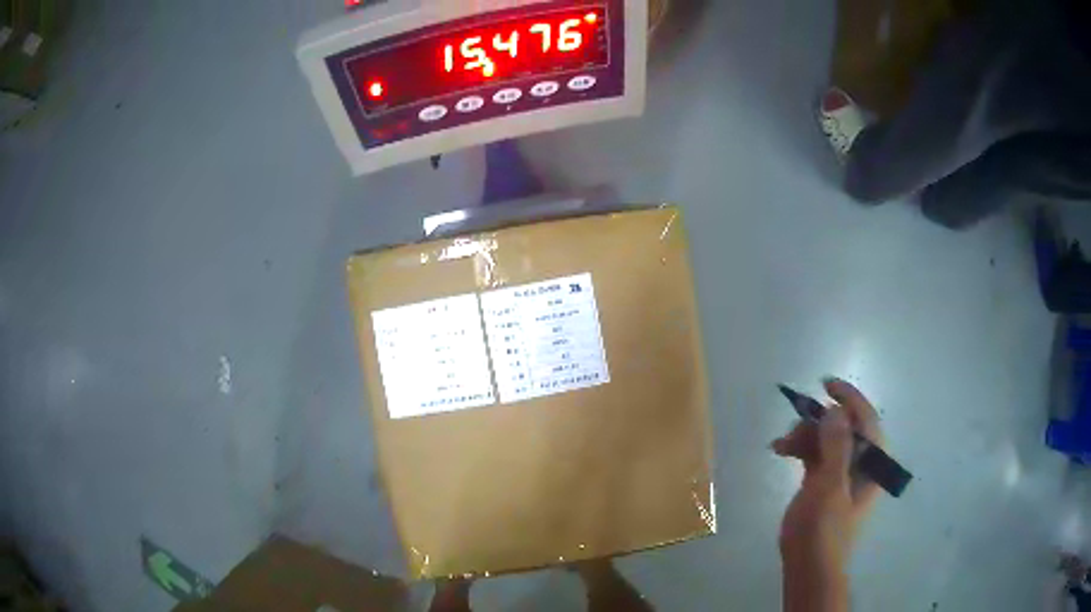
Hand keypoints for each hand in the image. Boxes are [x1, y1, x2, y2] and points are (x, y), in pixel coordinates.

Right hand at [772, 378, 883, 611]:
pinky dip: (799, 448)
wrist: (808, 565)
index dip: (850, 399)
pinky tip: (780, 450)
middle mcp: (859, 463)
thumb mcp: (831, 487)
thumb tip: (836, 409)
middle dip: (819, 421)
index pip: (867, 421)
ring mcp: (840, 472)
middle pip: (843, 428)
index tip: (826, 385)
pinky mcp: (821, 482)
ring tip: (780, 444)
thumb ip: (836, 447)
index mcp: (872, 463)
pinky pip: (813, 453)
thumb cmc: (825, 529)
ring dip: (804, 435)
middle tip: (795, 421)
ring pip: (825, 439)